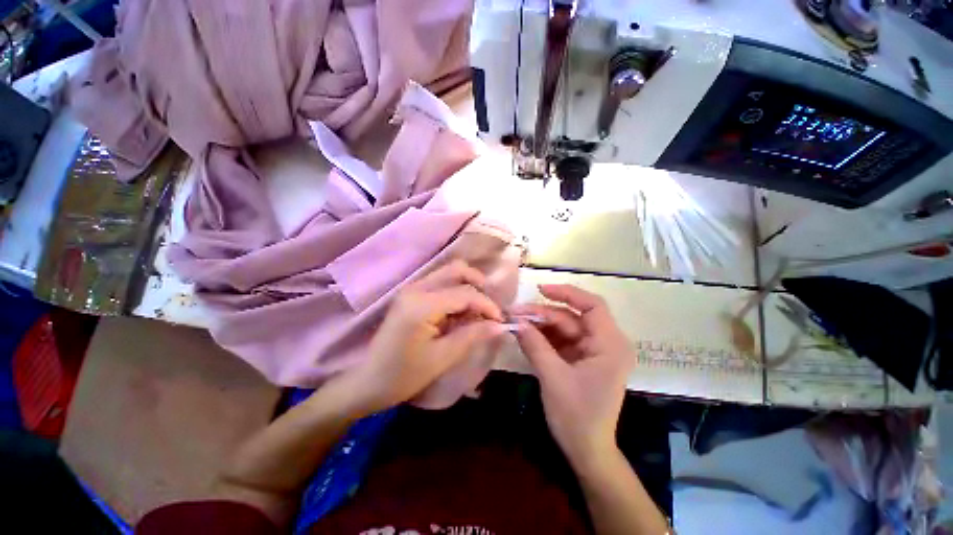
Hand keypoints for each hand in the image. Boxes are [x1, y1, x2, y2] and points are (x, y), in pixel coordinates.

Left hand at [346, 261, 506, 414]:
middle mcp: (416, 288)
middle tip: (489, 308)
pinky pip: (440, 283)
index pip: (465, 293)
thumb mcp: (442, 358)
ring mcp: (412, 289)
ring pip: (449, 273)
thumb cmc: (403, 375)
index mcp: (422, 305)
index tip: (500, 321)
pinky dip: (456, 292)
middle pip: (457, 269)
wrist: (367, 382)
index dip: (487, 305)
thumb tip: (500, 325)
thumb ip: (472, 336)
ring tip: (477, 311)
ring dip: (468, 287)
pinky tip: (461, 312)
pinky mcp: (411, 294)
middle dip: (479, 284)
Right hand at [513, 284, 633, 467]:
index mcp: (610, 345)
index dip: (567, 293)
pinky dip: (543, 337)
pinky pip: (561, 340)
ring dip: (540, 325)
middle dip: (543, 314)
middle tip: (515, 313)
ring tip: (516, 322)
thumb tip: (516, 321)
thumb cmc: (577, 416)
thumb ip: (534, 345)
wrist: (587, 451)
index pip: (592, 306)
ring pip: (564, 327)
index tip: (541, 290)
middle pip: (572, 317)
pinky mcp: (581, 359)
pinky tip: (525, 335)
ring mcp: (592, 351)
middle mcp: (605, 343)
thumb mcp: (552, 377)